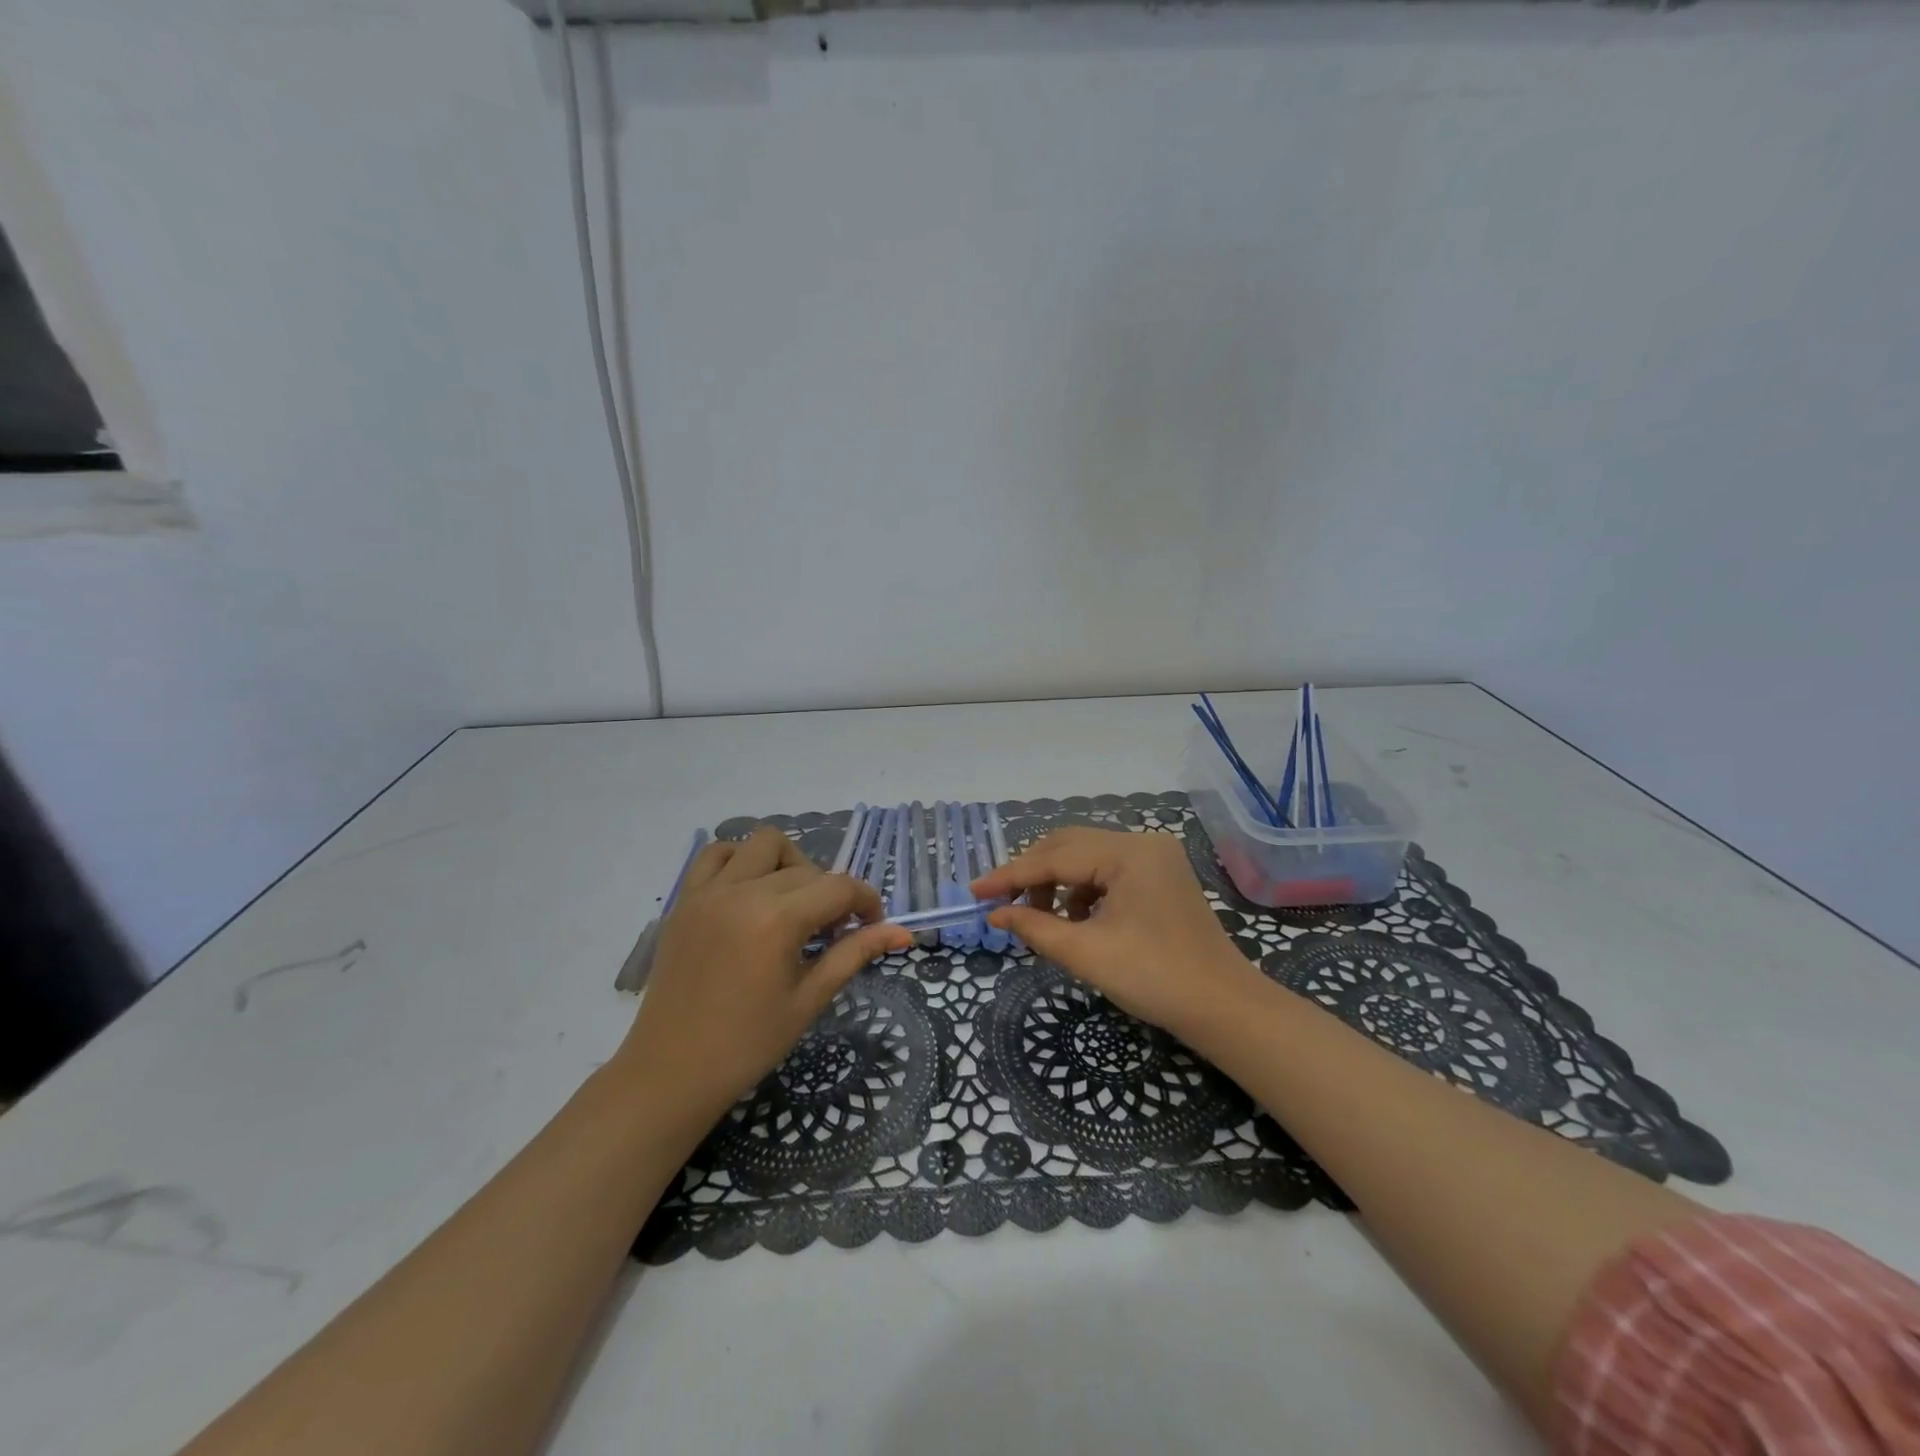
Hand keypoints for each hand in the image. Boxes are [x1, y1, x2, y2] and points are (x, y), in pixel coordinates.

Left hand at [616, 828, 911, 1120]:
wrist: (670, 1073)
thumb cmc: (747, 1045)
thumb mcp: (809, 1000)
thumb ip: (855, 954)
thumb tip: (902, 932)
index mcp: (776, 921)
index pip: (839, 887)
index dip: (866, 901)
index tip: (872, 925)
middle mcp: (742, 893)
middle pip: (807, 869)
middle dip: (830, 893)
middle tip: (831, 932)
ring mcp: (708, 892)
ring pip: (763, 844)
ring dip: (788, 863)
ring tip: (791, 902)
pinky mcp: (685, 900)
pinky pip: (716, 854)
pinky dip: (740, 859)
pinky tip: (750, 892)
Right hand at [972, 827, 1260, 1039]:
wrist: (1223, 1008)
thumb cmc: (1153, 978)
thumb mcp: (1085, 953)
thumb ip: (1034, 927)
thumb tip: (994, 914)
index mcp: (1128, 852)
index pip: (1054, 856)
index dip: (1010, 876)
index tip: (975, 891)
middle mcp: (1142, 842)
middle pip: (1069, 845)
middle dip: (1032, 875)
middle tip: (1001, 905)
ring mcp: (1155, 857)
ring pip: (1087, 857)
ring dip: (1057, 883)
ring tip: (1040, 920)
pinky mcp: (1160, 875)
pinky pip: (1107, 870)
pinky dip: (1083, 890)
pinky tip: (1075, 919)